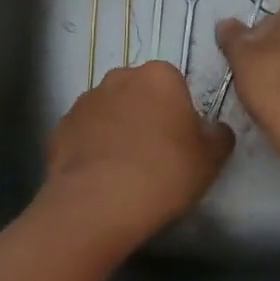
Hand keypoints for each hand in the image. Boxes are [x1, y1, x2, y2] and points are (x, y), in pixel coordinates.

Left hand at [40, 62, 233, 259]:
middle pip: (140, 93)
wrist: (96, 205)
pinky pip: (85, 133)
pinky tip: (100, 177)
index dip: (180, 113)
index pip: (175, 85)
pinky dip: (92, 148)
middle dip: (147, 116)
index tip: (181, 142)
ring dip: (118, 130)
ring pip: (110, 111)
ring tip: (125, 170)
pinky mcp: (61, 127)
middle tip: (156, 155)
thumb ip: (219, 136)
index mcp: (159, 75)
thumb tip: (214, 130)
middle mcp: (120, 77)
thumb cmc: (163, 173)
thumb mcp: (211, 159)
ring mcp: (86, 100)